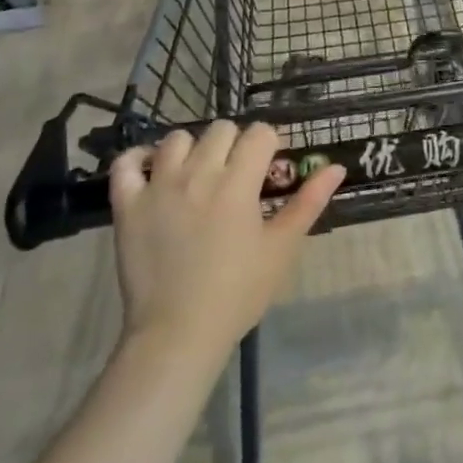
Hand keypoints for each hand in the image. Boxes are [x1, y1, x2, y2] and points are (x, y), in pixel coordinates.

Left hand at [108, 121, 344, 360]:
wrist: (178, 333)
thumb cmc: (238, 292)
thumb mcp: (281, 247)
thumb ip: (309, 202)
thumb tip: (336, 167)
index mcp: (238, 182)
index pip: (259, 133)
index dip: (268, 146)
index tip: (267, 170)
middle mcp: (198, 173)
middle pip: (221, 129)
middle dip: (234, 144)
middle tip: (236, 176)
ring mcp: (158, 186)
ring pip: (177, 139)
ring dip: (192, 149)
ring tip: (197, 175)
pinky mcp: (128, 204)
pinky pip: (126, 163)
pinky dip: (139, 159)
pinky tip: (152, 171)